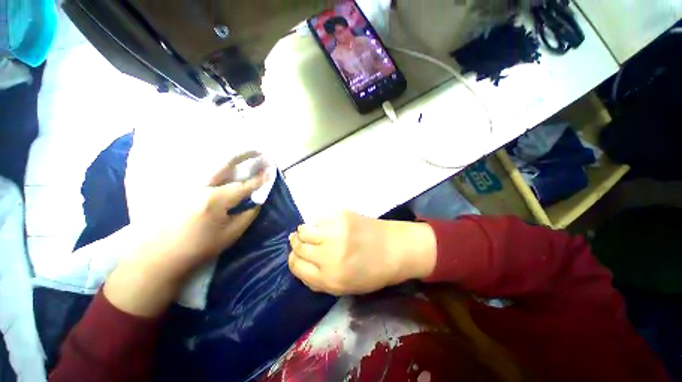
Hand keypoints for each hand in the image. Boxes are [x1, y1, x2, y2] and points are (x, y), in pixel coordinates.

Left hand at [105, 153, 268, 316]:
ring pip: (210, 165)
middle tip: (257, 151)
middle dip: (243, 156)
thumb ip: (249, 214)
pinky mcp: (177, 188)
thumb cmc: (200, 247)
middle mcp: (200, 187)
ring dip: (229, 158)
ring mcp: (186, 185)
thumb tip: (258, 200)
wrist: (161, 256)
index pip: (243, 186)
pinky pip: (199, 172)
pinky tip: (222, 166)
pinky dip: (213, 166)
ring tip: (243, 154)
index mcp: (215, 200)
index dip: (259, 179)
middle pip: (225, 165)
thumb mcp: (232, 234)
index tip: (270, 171)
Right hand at [287, 211, 436, 295]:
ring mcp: (336, 232)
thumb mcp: (343, 288)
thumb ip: (318, 280)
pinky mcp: (342, 215)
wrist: (395, 248)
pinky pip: (319, 219)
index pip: (296, 266)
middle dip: (296, 244)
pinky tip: (326, 226)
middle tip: (300, 241)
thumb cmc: (371, 272)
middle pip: (298, 246)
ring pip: (304, 230)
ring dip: (304, 232)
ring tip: (310, 233)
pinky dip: (318, 224)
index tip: (295, 256)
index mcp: (330, 278)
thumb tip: (298, 263)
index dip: (293, 260)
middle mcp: (330, 255)